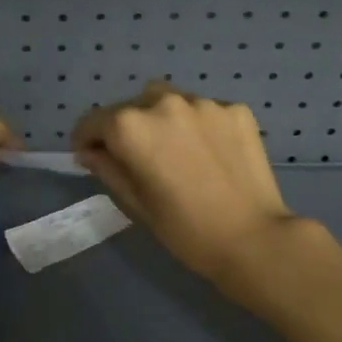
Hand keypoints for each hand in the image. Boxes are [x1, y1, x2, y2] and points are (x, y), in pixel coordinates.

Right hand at [72, 81, 314, 291]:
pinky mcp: (236, 110)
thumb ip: (107, 168)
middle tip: (138, 158)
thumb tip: (89, 151)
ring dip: (163, 120)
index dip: (87, 139)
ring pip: (169, 101)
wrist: (254, 239)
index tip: (91, 156)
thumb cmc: (185, 230)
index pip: (94, 121)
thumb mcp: (135, 203)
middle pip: (131, 106)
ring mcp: (203, 103)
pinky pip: (204, 110)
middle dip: (126, 128)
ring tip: (176, 151)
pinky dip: (198, 125)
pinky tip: (208, 154)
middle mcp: (163, 102)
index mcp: (131, 126)